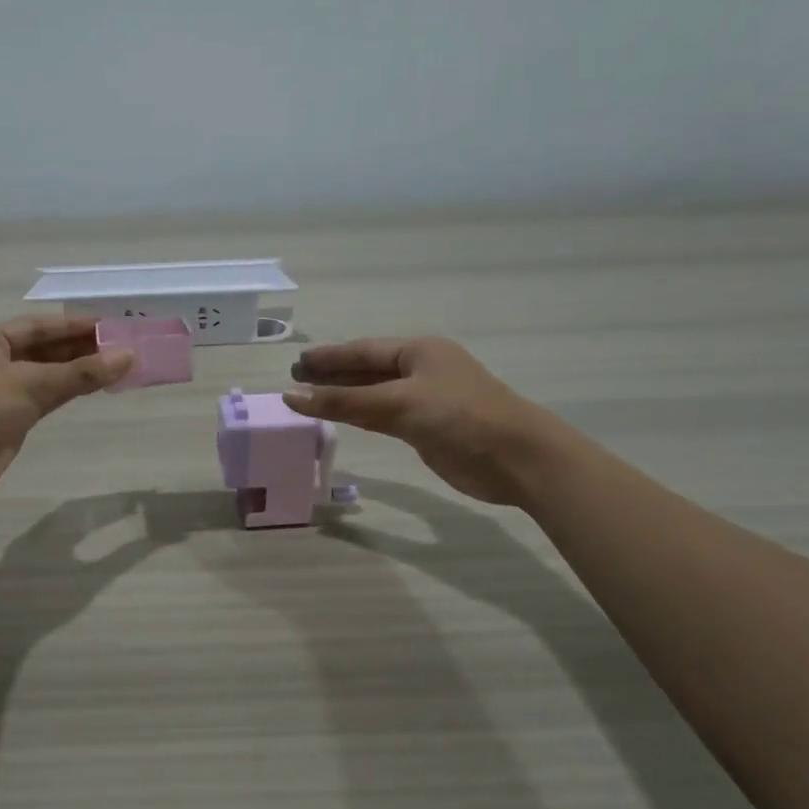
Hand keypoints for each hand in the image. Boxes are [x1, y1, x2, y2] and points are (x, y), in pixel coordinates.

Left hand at [0, 317, 132, 509]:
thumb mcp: (29, 383)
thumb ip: (80, 372)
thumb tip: (128, 356)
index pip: (38, 326)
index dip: (74, 325)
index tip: (111, 326)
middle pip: (43, 350)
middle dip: (80, 348)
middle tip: (122, 347)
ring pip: (46, 376)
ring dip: (77, 372)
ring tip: (117, 367)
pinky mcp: (7, 423)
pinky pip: (44, 401)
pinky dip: (67, 394)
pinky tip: (93, 390)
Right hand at [284, 337, 559, 505]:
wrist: (517, 458)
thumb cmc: (460, 417)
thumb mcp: (398, 403)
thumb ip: (343, 401)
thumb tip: (291, 396)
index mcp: (418, 350)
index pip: (361, 350)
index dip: (327, 357)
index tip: (295, 363)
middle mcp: (420, 370)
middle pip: (366, 370)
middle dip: (332, 375)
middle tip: (294, 382)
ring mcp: (424, 400)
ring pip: (373, 394)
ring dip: (343, 397)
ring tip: (308, 400)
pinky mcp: (426, 428)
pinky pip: (383, 417)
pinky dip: (360, 416)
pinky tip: (341, 418)